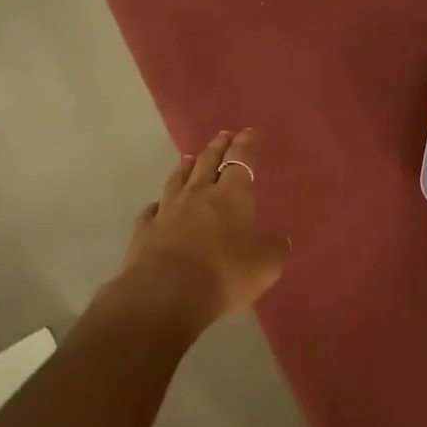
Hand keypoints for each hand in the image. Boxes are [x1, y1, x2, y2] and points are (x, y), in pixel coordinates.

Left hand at [119, 129, 289, 327]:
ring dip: (186, 167)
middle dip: (218, 148)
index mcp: (232, 196)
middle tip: (223, 135)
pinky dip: (158, 205)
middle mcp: (198, 195)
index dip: (246, 146)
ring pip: (177, 180)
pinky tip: (158, 205)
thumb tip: (282, 240)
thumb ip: (275, 250)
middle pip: (208, 163)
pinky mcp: (145, 231)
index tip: (249, 132)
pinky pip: (152, 210)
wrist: (165, 294)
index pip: (241, 161)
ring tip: (190, 158)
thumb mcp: (264, 267)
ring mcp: (168, 211)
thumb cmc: (224, 275)